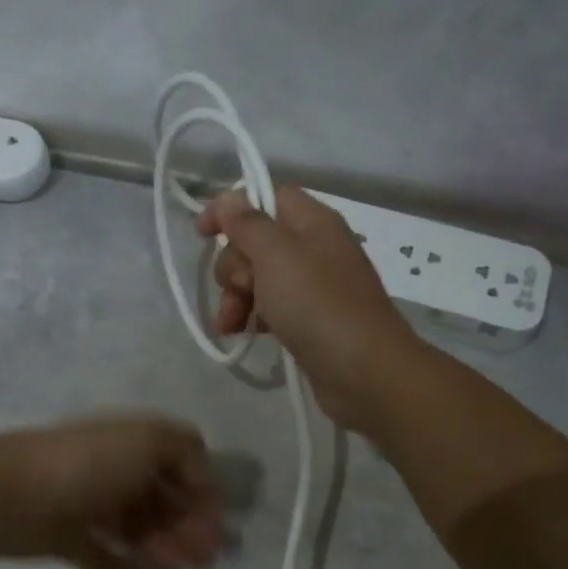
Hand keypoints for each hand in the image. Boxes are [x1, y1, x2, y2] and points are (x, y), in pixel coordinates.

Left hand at [0, 415, 222, 568]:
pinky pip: (102, 554)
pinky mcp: (65, 537)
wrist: (8, 493)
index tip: (216, 526)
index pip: (180, 464)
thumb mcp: (147, 441)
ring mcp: (87, 503)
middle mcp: (112, 469)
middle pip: (161, 499)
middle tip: (203, 561)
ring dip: (161, 548)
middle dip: (186, 527)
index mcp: (131, 442)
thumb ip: (185, 452)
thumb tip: (201, 481)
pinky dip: (124, 567)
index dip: (202, 493)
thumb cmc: (86, 464)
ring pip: (136, 528)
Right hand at [198, 186, 420, 432]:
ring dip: (236, 297)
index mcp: (312, 222)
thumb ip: (248, 224)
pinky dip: (253, 317)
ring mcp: (313, 286)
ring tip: (230, 325)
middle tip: (238, 291)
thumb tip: (230, 198)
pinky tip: (242, 335)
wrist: (364, 371)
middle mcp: (314, 248)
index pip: (267, 197)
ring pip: (259, 278)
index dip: (232, 210)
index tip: (202, 234)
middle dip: (233, 267)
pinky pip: (272, 307)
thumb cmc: (317, 305)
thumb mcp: (276, 256)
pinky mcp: (310, 320)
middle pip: (257, 242)